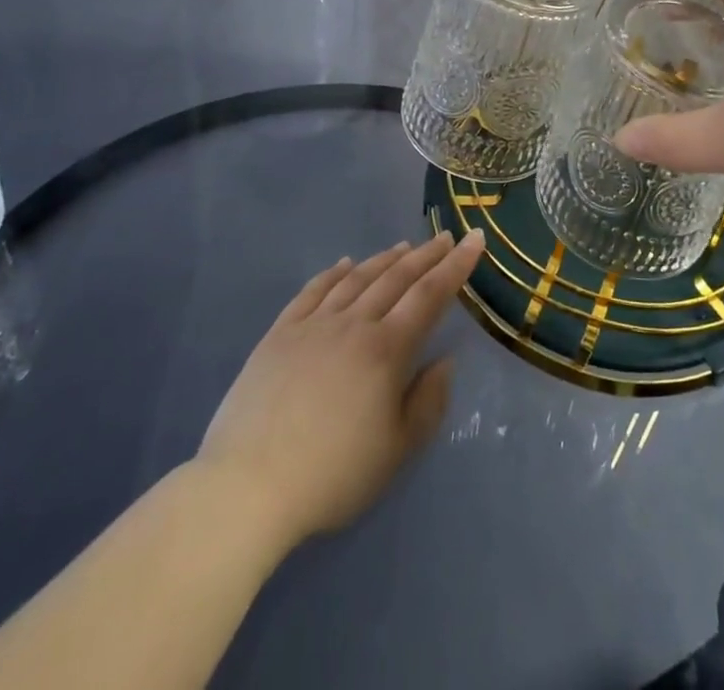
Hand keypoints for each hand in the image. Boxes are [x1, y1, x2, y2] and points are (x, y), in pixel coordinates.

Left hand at [196, 229, 485, 553]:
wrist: (249, 486)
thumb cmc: (333, 474)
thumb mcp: (397, 451)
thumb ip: (428, 402)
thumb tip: (445, 360)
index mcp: (386, 349)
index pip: (430, 295)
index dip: (456, 266)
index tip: (474, 240)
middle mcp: (353, 324)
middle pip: (396, 278)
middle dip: (425, 255)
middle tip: (445, 237)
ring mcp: (313, 324)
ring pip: (357, 278)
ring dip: (384, 259)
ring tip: (403, 246)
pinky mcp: (280, 333)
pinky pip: (313, 290)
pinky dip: (333, 272)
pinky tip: (344, 263)